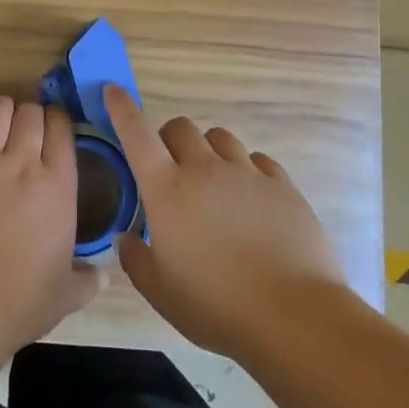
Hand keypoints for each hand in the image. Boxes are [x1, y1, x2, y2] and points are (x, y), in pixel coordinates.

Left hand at [0, 97, 98, 350]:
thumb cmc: (19, 303)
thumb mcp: (66, 294)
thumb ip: (88, 280)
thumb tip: (104, 277)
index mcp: (58, 186)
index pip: (61, 129)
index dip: (57, 121)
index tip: (52, 127)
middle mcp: (22, 163)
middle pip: (30, 113)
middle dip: (29, 113)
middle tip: (23, 127)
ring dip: (0, 108)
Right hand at [106, 87, 339, 359]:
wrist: (294, 316)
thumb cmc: (216, 306)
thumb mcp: (161, 293)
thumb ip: (136, 260)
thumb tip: (125, 239)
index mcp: (167, 190)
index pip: (136, 134)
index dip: (122, 109)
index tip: (114, 91)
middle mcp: (204, 170)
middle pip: (180, 127)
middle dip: (169, 139)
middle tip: (172, 170)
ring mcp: (247, 173)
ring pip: (220, 137)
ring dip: (208, 150)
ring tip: (213, 182)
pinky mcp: (282, 185)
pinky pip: (258, 160)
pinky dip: (246, 170)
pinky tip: (250, 198)